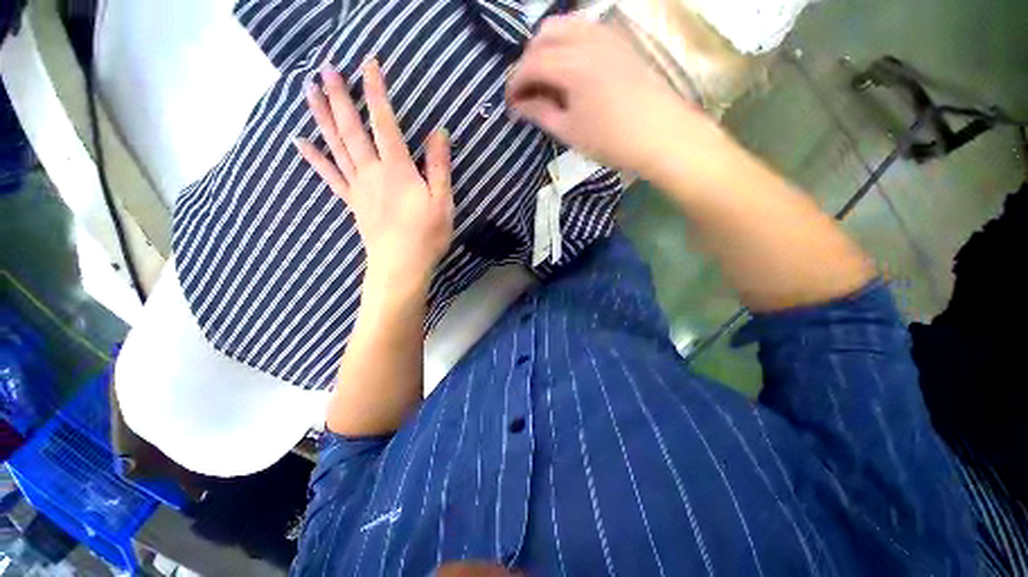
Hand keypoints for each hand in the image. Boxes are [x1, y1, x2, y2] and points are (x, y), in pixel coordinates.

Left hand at [295, 60, 453, 291]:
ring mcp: (358, 186)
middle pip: (352, 129)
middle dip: (339, 97)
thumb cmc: (427, 234)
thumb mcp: (443, 201)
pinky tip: (300, 141)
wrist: (401, 265)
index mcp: (398, 169)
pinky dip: (314, 157)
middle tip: (325, 68)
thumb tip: (439, 132)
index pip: (385, 123)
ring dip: (321, 117)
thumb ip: (439, 166)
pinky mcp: (351, 202)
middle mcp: (373, 171)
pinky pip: (329, 175)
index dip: (377, 92)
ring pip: (336, 145)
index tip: (369, 64)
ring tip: (308, 90)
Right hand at [506, 16, 723, 177]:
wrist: (661, 134)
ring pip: (564, 26)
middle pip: (543, 36)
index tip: (510, 103)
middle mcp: (586, 39)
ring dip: (547, 49)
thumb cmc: (611, 140)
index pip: (530, 64)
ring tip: (547, 80)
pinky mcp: (619, 40)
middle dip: (528, 62)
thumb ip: (540, 112)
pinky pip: (584, 29)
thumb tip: (519, 105)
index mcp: (571, 65)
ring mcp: (606, 35)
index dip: (514, 83)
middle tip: (528, 92)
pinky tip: (569, 69)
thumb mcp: (569, 132)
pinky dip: (568, 43)